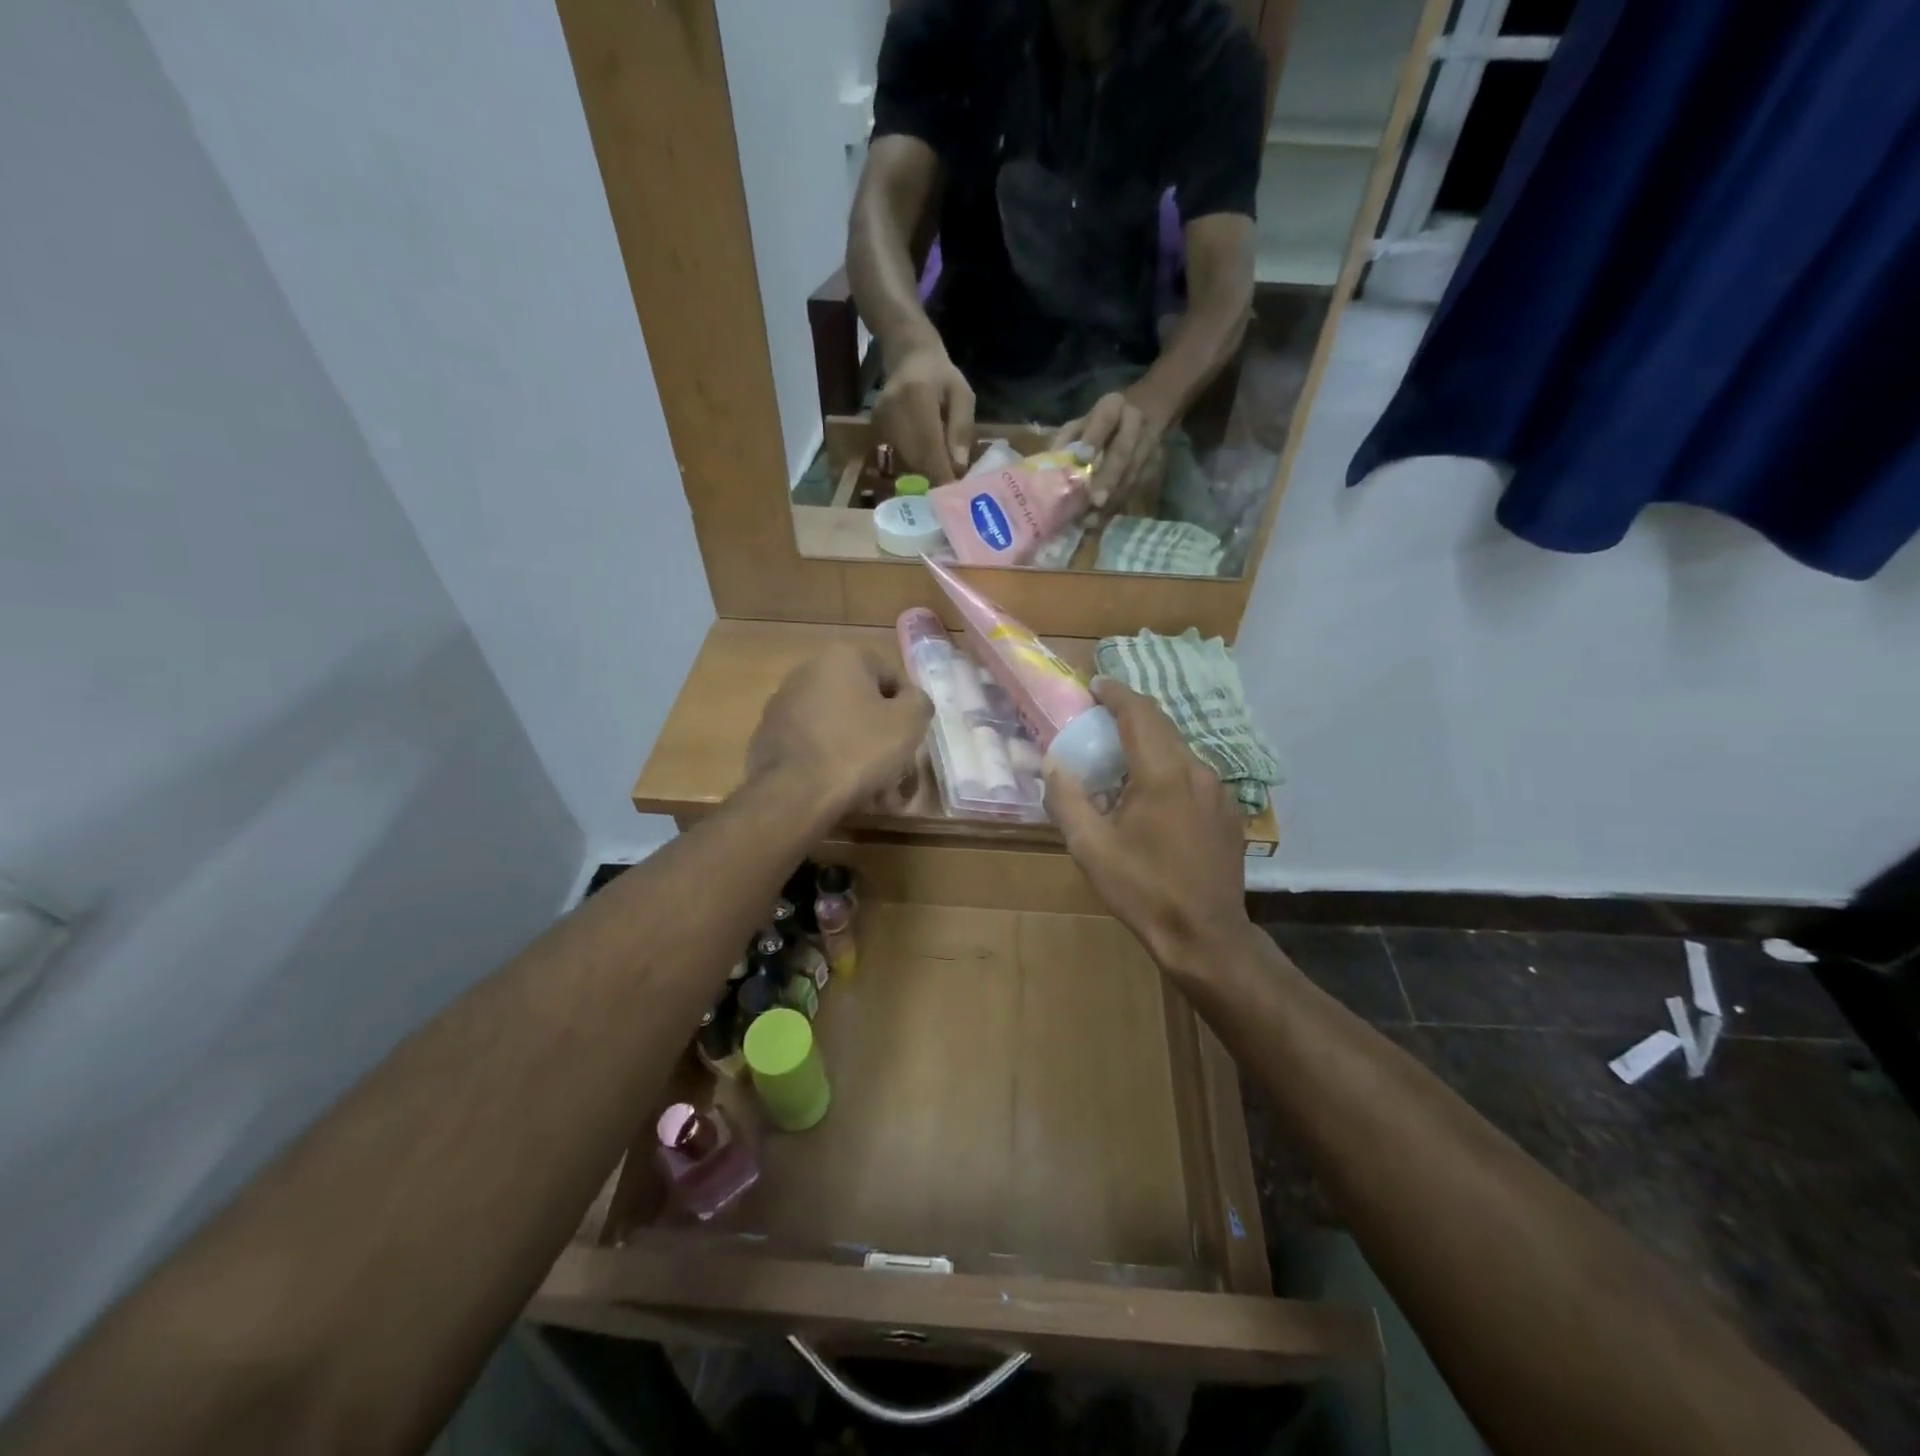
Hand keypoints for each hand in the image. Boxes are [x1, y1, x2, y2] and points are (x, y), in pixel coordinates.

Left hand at [746, 645, 932, 818]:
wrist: (794, 794)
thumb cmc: (858, 750)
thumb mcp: (909, 722)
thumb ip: (919, 701)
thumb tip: (911, 700)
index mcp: (842, 656)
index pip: (891, 678)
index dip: (906, 711)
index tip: (909, 741)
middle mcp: (807, 671)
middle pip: (861, 703)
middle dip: (880, 736)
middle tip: (894, 769)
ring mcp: (783, 704)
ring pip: (837, 727)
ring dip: (857, 753)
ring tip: (872, 790)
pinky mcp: (768, 736)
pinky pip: (813, 745)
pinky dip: (829, 762)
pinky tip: (841, 791)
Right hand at [874, 345, 974, 483]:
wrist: (909, 357)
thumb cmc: (942, 377)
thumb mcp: (962, 395)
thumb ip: (961, 428)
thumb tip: (958, 467)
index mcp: (916, 396)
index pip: (929, 445)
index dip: (942, 473)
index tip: (955, 494)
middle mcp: (893, 410)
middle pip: (914, 459)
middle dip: (934, 480)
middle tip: (951, 495)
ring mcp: (880, 421)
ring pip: (904, 463)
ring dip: (923, 477)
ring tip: (941, 483)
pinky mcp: (875, 429)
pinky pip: (896, 457)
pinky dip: (912, 469)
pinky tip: (925, 471)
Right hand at [1044, 680, 1250, 974]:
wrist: (1204, 935)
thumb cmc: (1142, 890)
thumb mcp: (1090, 848)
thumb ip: (1067, 798)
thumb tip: (1053, 763)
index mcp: (1163, 773)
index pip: (1139, 713)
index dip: (1116, 693)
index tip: (1095, 685)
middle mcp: (1197, 770)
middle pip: (1162, 726)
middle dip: (1130, 714)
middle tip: (1100, 717)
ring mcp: (1218, 791)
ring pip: (1179, 750)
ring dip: (1149, 743)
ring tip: (1121, 758)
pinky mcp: (1227, 812)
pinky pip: (1193, 774)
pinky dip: (1167, 768)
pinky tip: (1151, 796)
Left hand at [1051, 389, 1167, 512]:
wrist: (1141, 415)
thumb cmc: (1096, 426)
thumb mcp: (1079, 424)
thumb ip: (1066, 441)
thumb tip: (1050, 467)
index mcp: (1114, 405)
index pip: (1105, 419)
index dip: (1094, 438)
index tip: (1083, 458)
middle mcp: (1136, 423)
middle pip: (1123, 452)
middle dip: (1109, 477)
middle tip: (1095, 500)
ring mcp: (1149, 445)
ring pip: (1131, 474)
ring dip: (1112, 498)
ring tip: (1091, 519)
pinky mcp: (1154, 467)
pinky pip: (1134, 489)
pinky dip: (1115, 507)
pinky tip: (1099, 522)